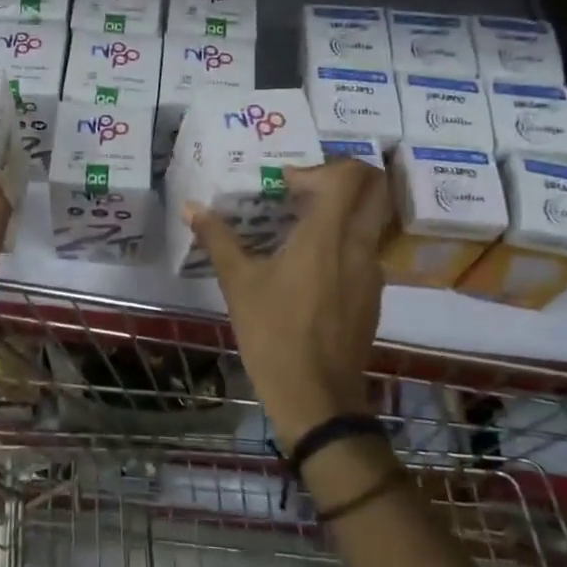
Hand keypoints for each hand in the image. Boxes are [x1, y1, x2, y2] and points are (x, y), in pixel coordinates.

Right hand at [185, 158, 388, 450]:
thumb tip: (191, 207)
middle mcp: (358, 246)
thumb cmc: (273, 334)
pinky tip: (310, 266)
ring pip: (372, 219)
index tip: (286, 185)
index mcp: (326, 236)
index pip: (348, 176)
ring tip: (301, 226)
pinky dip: (344, 240)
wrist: (316, 398)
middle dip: (343, 177)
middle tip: (304, 189)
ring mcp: (372, 272)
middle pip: (375, 188)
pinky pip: (365, 249)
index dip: (319, 168)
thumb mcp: (238, 284)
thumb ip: (218, 238)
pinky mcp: (373, 295)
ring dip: (342, 210)